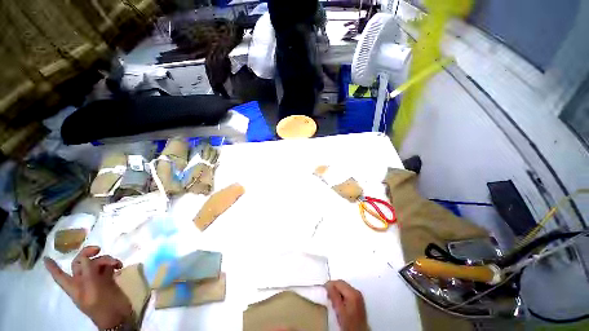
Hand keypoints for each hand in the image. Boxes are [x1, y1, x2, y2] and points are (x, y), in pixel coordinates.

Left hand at [44, 246, 132, 328]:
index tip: (46, 258)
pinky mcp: (108, 280)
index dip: (52, 267)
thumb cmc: (102, 307)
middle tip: (98, 249)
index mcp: (74, 287)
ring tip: (116, 263)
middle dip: (87, 254)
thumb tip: (85, 257)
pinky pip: (108, 266)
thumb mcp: (93, 291)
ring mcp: (96, 280)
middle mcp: (82, 282)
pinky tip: (119, 265)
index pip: (59, 276)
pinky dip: (113, 263)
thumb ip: (88, 274)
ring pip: (96, 263)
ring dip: (106, 259)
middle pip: (79, 264)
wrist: (118, 316)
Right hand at [325, 280, 367, 330]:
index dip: (329, 285)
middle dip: (333, 288)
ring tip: (333, 302)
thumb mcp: (339, 310)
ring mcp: (358, 296)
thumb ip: (333, 295)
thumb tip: (328, 285)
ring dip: (337, 292)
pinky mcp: (358, 300)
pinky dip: (341, 295)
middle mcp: (357, 292)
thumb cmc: (350, 326)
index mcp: (353, 293)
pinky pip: (347, 292)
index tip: (324, 289)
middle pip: (341, 283)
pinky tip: (339, 304)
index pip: (338, 282)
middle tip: (327, 296)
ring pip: (344, 288)